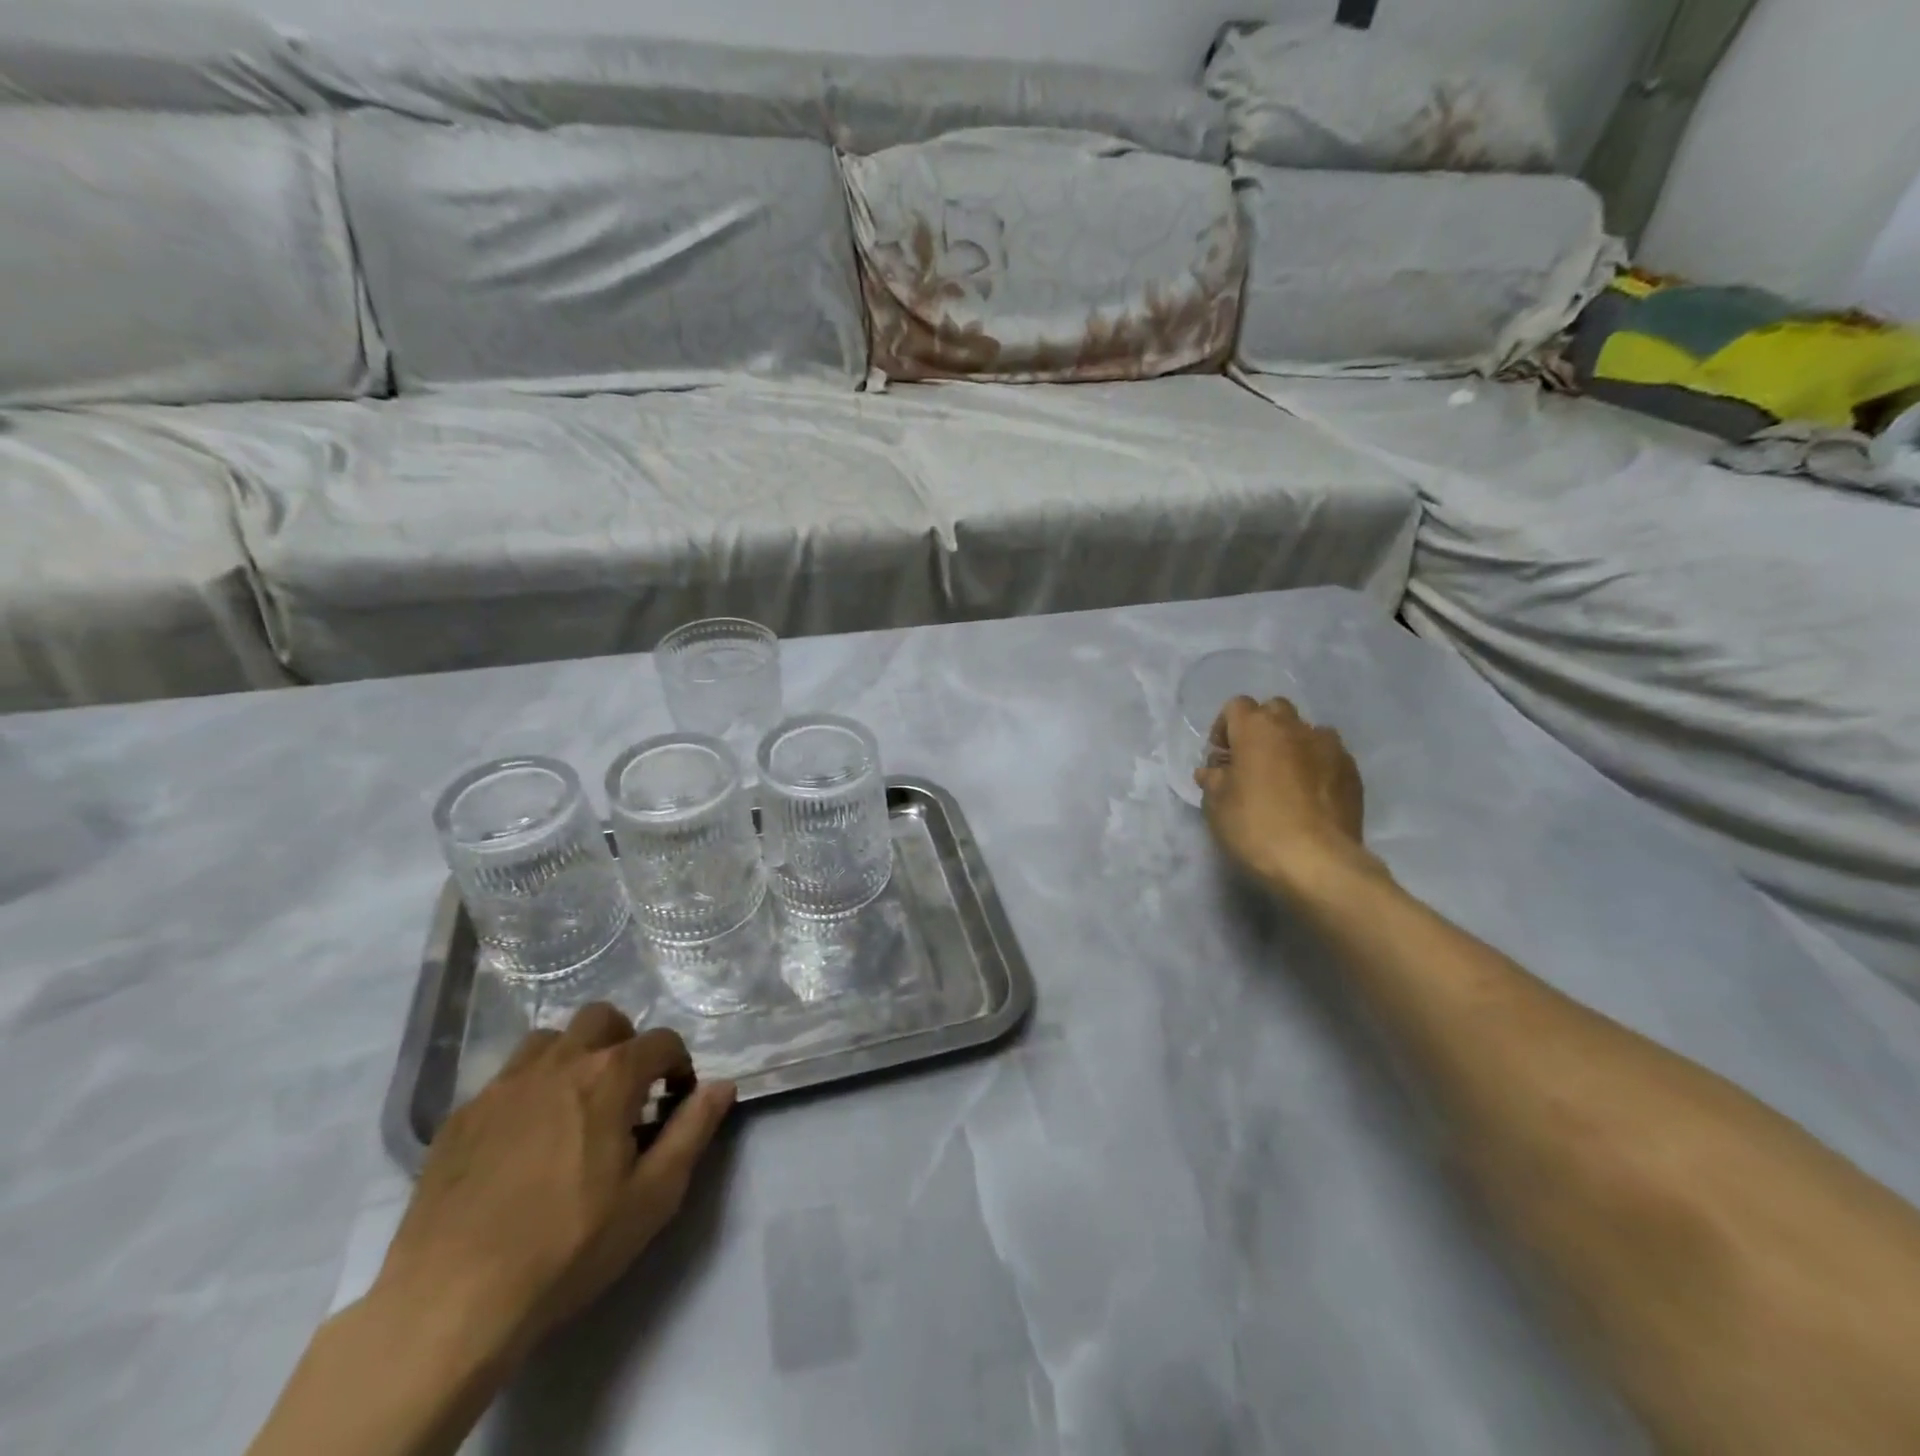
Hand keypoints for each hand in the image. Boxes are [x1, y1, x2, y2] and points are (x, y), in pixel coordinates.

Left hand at [374, 1005, 735, 1364]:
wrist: (451, 1303)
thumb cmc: (569, 1247)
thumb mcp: (653, 1196)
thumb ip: (693, 1130)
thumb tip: (722, 1085)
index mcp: (610, 1075)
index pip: (662, 1041)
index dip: (679, 1066)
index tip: (675, 1103)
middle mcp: (559, 1062)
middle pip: (603, 1018)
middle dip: (625, 1043)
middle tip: (626, 1093)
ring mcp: (503, 1085)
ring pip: (549, 1040)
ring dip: (573, 1058)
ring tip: (574, 1106)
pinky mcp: (461, 1116)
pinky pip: (505, 1079)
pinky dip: (528, 1091)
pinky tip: (523, 1141)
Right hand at [1196, 696, 1379, 896]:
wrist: (1317, 861)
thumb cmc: (1255, 826)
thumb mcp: (1216, 805)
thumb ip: (1213, 779)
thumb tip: (1214, 771)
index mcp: (1257, 728)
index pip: (1236, 706)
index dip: (1225, 729)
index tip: (1221, 759)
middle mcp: (1295, 727)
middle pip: (1274, 710)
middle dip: (1260, 730)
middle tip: (1252, 764)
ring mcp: (1330, 747)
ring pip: (1306, 731)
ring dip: (1292, 746)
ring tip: (1285, 779)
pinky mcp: (1352, 772)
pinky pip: (1328, 756)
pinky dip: (1316, 766)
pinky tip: (1309, 796)